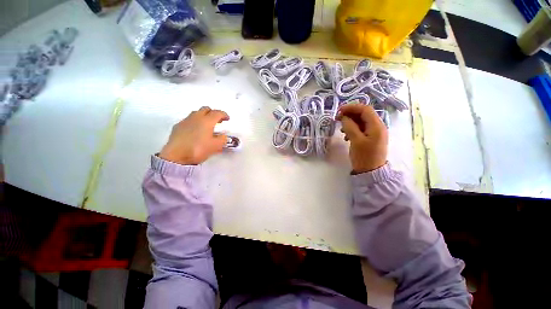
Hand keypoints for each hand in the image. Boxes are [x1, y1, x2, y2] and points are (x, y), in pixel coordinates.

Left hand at [159, 106, 229, 164]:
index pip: (217, 113)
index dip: (224, 115)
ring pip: (196, 113)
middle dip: (213, 113)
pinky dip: (195, 122)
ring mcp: (185, 121)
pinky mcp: (177, 127)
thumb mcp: (216, 146)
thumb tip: (223, 136)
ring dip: (203, 116)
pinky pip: (188, 120)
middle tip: (218, 121)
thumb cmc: (198, 149)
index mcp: (207, 121)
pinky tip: (195, 131)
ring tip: (207, 126)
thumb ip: (222, 139)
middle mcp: (196, 118)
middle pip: (206, 109)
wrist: (176, 156)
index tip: (227, 119)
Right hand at [336, 104, 387, 173]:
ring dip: (350, 122)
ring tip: (341, 129)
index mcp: (376, 126)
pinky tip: (346, 136)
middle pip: (363, 114)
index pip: (365, 109)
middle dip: (350, 114)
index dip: (351, 107)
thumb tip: (344, 117)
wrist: (370, 172)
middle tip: (337, 119)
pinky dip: (352, 129)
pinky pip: (361, 129)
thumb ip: (350, 126)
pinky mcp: (370, 138)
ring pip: (361, 121)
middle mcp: (377, 126)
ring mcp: (374, 132)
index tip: (339, 111)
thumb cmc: (364, 157)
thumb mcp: (356, 141)